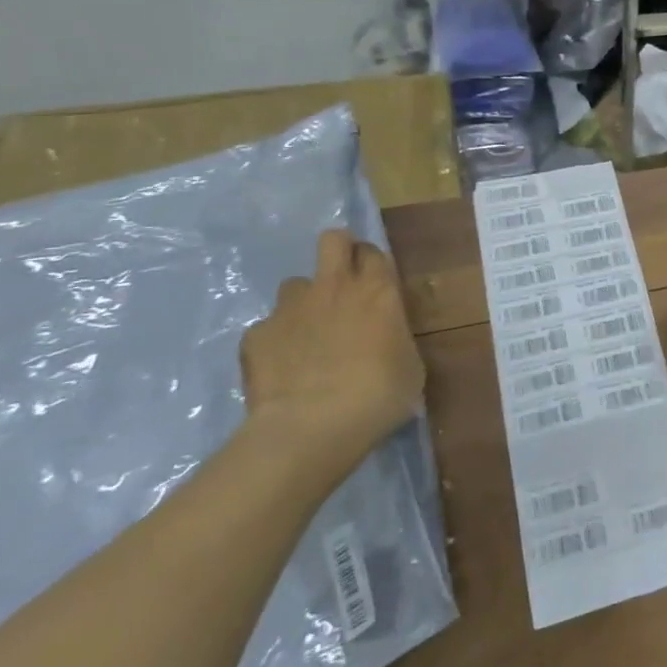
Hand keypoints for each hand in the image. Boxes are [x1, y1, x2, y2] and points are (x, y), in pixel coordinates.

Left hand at [239, 230, 425, 470]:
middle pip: (332, 240)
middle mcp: (334, 287)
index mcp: (378, 290)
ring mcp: (290, 308)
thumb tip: (385, 339)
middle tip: (342, 283)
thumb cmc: (379, 395)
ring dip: (304, 303)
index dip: (372, 263)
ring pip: (294, 285)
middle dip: (337, 252)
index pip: (373, 251)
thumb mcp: (410, 365)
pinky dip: (275, 342)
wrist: (314, 426)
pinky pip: (267, 328)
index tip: (374, 283)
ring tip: (307, 335)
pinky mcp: (256, 335)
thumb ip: (394, 338)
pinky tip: (281, 369)